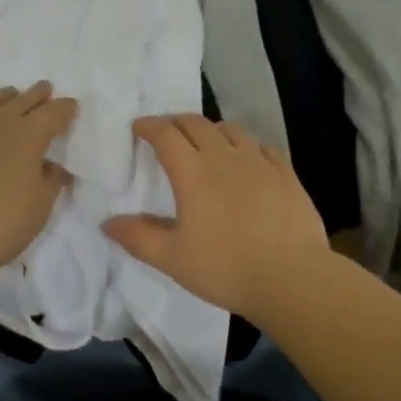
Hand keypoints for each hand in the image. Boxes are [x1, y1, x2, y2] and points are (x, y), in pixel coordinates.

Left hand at [0, 81, 77, 290]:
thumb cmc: (0, 226)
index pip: (53, 113)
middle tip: (44, 89)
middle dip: (37, 95)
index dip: (65, 108)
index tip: (71, 106)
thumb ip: (50, 181)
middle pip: (22, 100)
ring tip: (10, 96)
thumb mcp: (40, 208)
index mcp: (29, 137)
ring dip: (3, 97)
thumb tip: (52, 166)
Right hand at [103, 115, 329, 315]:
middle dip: (176, 122)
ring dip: (212, 129)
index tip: (138, 128)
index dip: (149, 126)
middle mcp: (224, 157)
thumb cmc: (226, 268)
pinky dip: (246, 145)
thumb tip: (107, 223)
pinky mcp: (285, 173)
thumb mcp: (173, 259)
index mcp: (193, 173)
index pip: (166, 135)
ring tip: (206, 141)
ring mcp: (259, 162)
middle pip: (196, 124)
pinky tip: (247, 158)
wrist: (292, 277)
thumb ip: (139, 238)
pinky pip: (262, 146)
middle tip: (166, 132)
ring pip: (231, 129)